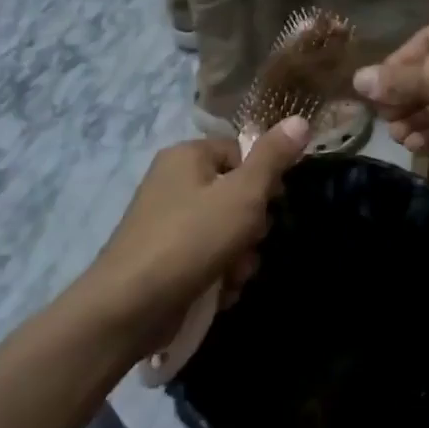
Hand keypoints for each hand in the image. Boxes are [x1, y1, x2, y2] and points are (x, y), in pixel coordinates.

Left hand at [84, 119, 308, 353]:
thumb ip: (273, 158)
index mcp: (187, 156)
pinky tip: (219, 293)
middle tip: (249, 245)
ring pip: (225, 231)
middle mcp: (173, 182)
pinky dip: (218, 274)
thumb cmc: (191, 240)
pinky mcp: (163, 259)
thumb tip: (300, 118)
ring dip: (239, 256)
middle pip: (235, 195)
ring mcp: (165, 222)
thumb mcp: (243, 194)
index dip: (264, 179)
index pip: (241, 153)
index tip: (272, 204)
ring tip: (232, 276)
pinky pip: (206, 257)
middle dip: (251, 227)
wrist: (128, 309)